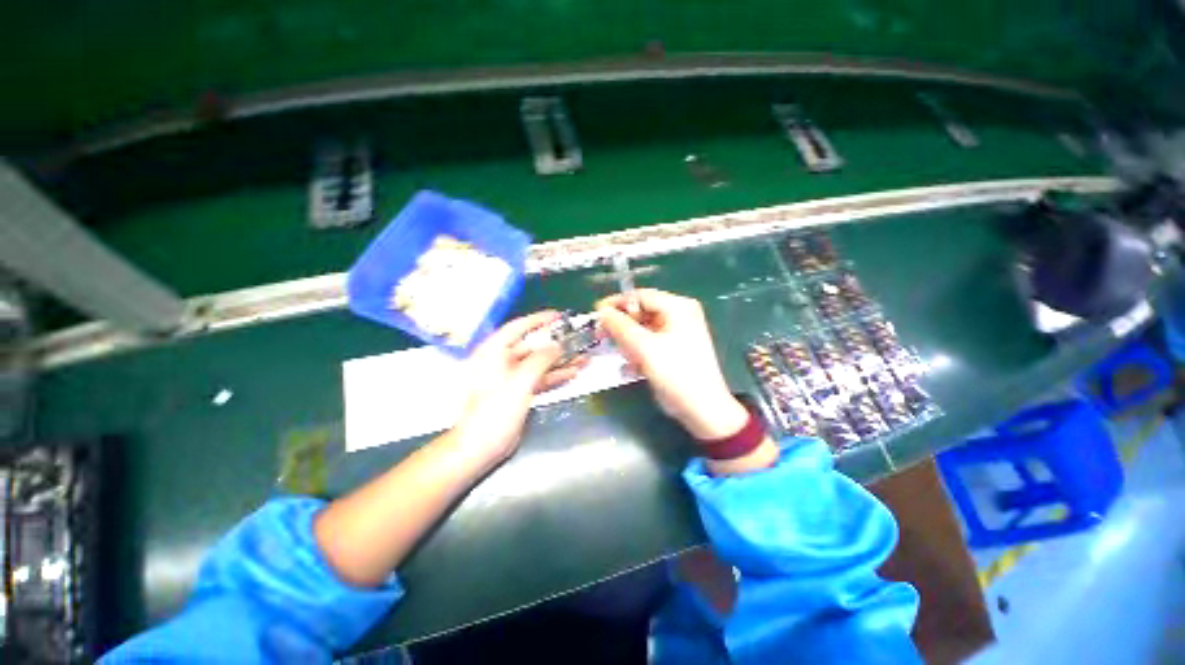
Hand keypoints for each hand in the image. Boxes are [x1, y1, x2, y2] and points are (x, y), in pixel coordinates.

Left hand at [452, 312, 585, 470]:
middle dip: (555, 344)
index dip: (538, 320)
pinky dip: (555, 375)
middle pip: (532, 346)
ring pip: (539, 363)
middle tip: (577, 339)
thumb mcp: (519, 381)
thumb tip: (557, 345)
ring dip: (560, 360)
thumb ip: (540, 360)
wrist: (481, 447)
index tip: (559, 317)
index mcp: (493, 352)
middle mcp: (502, 361)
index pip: (518, 328)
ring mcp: (511, 378)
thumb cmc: (495, 410)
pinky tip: (573, 372)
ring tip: (582, 356)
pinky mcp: (519, 392)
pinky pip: (540, 378)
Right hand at [596, 289, 747, 439]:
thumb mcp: (644, 347)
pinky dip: (638, 351)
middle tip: (601, 335)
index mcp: (678, 307)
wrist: (702, 409)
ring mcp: (677, 332)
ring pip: (643, 329)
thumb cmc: (676, 373)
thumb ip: (620, 326)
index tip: (596, 313)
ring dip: (628, 341)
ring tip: (623, 357)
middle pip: (641, 312)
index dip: (616, 303)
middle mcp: (679, 315)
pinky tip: (632, 366)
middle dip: (621, 326)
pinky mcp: (673, 348)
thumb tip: (602, 311)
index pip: (640, 296)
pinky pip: (649, 342)